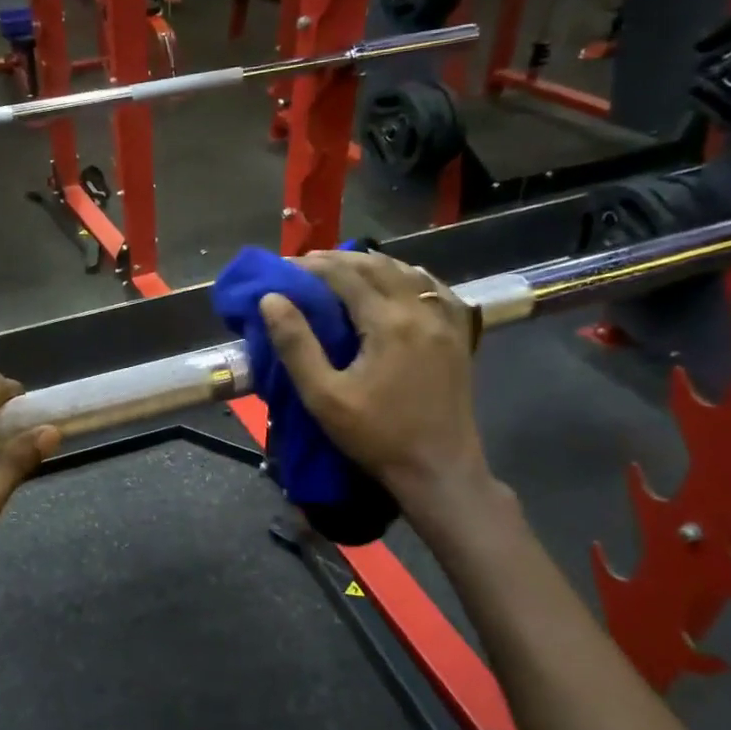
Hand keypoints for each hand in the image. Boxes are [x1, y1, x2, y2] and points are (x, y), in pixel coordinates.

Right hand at [260, 251, 492, 512]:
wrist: (438, 469)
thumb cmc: (375, 436)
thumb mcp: (324, 396)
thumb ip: (296, 344)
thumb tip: (271, 299)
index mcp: (388, 323)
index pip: (345, 276)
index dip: (312, 266)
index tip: (284, 266)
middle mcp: (421, 311)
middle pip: (378, 267)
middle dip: (340, 260)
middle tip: (308, 263)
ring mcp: (446, 322)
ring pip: (409, 272)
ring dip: (374, 264)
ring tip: (345, 268)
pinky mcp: (459, 336)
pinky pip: (437, 290)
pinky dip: (411, 277)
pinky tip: (400, 280)